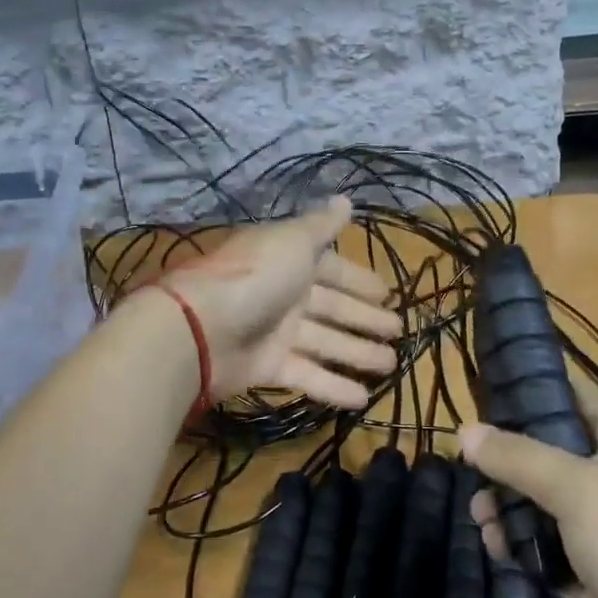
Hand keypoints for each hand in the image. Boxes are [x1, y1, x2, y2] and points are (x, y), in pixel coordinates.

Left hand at [159, 197, 399, 407]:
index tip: (387, 294)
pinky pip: (308, 375)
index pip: (333, 269)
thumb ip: (322, 224)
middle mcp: (285, 293)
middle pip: (333, 307)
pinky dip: (334, 387)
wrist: (200, 327)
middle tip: (398, 331)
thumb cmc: (255, 276)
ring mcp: (276, 332)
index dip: (359, 281)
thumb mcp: (293, 241)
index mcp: (291, 260)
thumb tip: (346, 198)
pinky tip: (364, 399)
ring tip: (391, 365)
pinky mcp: (268, 366)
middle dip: (365, 318)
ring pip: (326, 342)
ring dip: (358, 353)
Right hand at [460, 379, 597, 597]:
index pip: (580, 398)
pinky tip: (493, 547)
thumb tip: (464, 431)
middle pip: (548, 454)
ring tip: (478, 512)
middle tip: (465, 456)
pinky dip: (515, 546)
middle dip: (506, 452)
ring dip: (504, 503)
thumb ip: (520, 457)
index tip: (492, 374)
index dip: (542, 381)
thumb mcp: (581, 489)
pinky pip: (540, 553)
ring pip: (539, 505)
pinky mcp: (588, 585)